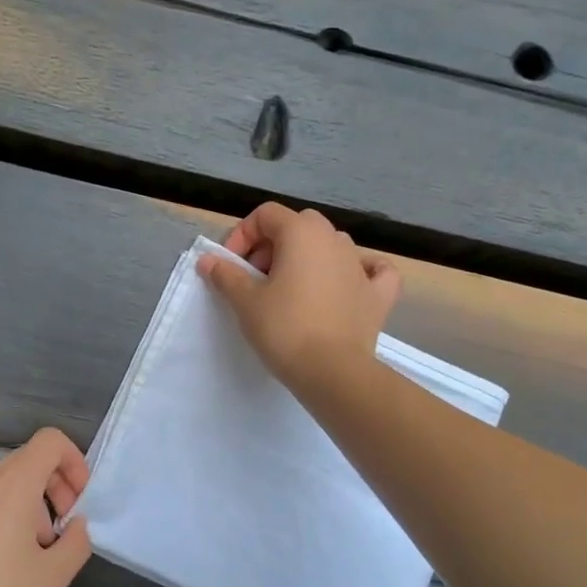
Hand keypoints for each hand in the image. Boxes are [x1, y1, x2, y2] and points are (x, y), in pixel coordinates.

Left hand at [0, 427, 93, 586]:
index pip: (50, 441)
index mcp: (12, 485)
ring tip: (23, 554)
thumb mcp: (55, 575)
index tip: (77, 500)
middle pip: (26, 462)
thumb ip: (78, 540)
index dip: (73, 461)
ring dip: (23, 507)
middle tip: (57, 532)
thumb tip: (75, 525)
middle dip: (51, 489)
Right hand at [197, 203, 400, 395]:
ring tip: (289, 289)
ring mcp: (361, 265)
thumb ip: (226, 275)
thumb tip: (208, 260)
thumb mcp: (246, 301)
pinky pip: (372, 270)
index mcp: (302, 232)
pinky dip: (359, 271)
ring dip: (307, 258)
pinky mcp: (378, 294)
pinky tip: (349, 283)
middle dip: (272, 246)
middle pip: (298, 226)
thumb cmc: (284, 329)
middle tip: (255, 279)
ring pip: (330, 246)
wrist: (332, 372)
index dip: (242, 235)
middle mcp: (335, 239)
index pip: (266, 215)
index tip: (231, 266)